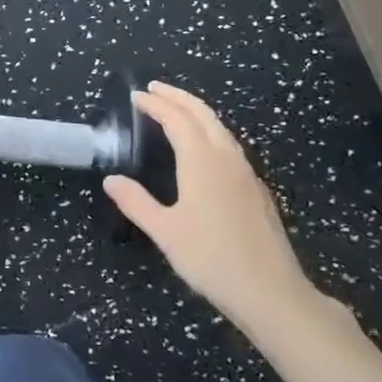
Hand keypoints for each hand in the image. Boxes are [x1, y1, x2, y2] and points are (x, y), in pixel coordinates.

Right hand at [103, 82, 323, 332]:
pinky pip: (230, 146)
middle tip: (155, 89)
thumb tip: (111, 180)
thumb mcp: (165, 232)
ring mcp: (246, 173)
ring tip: (178, 110)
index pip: (177, 119)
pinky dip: (211, 132)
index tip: (137, 96)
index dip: (156, 105)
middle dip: (178, 97)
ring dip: (197, 112)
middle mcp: (226, 158)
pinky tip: (206, 149)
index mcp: (201, 161)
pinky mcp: (257, 190)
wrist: (271, 292)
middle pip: (203, 114)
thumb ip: (137, 203)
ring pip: (221, 128)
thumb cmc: (212, 259)